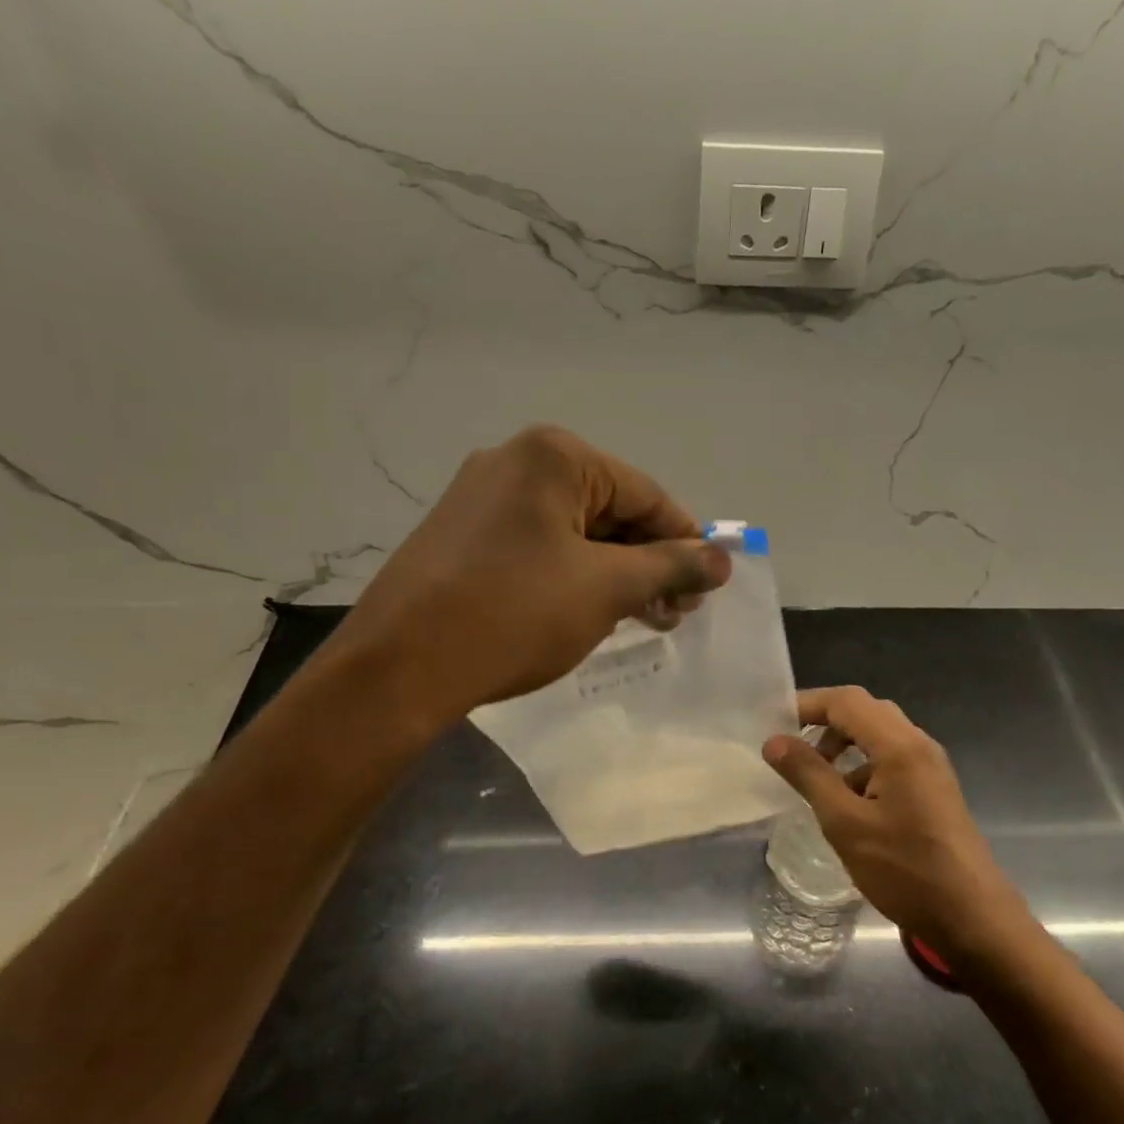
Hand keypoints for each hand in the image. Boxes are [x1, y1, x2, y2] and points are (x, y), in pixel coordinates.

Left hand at [336, 425, 730, 716]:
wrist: (400, 667)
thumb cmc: (515, 614)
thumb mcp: (607, 588)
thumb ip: (670, 566)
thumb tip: (722, 559)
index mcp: (554, 456)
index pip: (645, 494)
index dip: (684, 542)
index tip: (707, 587)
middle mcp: (515, 461)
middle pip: (610, 510)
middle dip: (649, 563)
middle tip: (676, 611)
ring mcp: (482, 498)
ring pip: (574, 532)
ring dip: (616, 574)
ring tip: (644, 619)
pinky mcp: (463, 535)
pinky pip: (539, 546)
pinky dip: (574, 576)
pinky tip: (594, 611)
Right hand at [763, 687, 1023, 948]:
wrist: (972, 918)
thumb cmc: (905, 870)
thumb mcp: (846, 823)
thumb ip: (809, 775)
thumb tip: (775, 741)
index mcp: (899, 746)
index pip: (846, 701)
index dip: (807, 704)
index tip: (774, 723)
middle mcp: (919, 745)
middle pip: (865, 711)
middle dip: (824, 721)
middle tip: (790, 746)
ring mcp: (930, 767)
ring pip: (879, 735)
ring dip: (843, 744)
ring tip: (814, 776)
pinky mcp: (933, 789)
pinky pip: (892, 758)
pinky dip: (862, 766)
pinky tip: (846, 801)